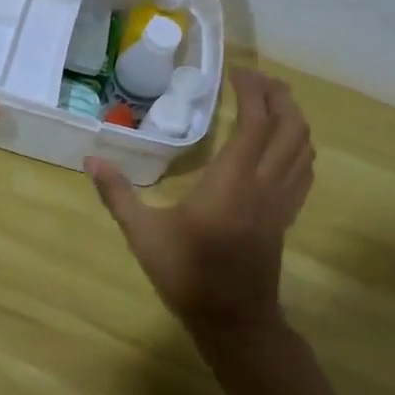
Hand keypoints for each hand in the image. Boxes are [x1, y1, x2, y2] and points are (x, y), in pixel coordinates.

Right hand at [87, 69, 314, 341]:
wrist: (234, 323)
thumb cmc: (188, 275)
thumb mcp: (143, 234)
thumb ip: (117, 194)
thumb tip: (90, 160)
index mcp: (233, 182)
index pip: (255, 122)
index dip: (252, 91)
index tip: (235, 72)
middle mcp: (264, 184)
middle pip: (290, 127)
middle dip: (278, 96)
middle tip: (255, 78)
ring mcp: (281, 201)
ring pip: (303, 147)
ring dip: (292, 117)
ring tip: (270, 101)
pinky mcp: (286, 216)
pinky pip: (304, 170)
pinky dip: (297, 145)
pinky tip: (281, 143)